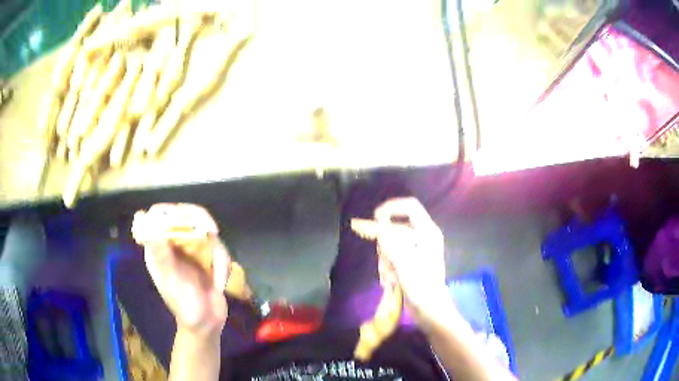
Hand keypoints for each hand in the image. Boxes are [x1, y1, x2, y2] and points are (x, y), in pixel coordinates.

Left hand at [132, 204, 229, 335]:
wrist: (207, 325)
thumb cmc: (185, 307)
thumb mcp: (173, 284)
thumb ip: (164, 258)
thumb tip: (153, 229)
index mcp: (158, 249)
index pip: (157, 217)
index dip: (167, 211)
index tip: (183, 218)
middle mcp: (173, 245)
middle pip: (183, 215)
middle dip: (199, 221)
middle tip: (212, 231)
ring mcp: (191, 250)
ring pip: (204, 229)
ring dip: (216, 252)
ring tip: (218, 276)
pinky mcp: (207, 257)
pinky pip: (217, 247)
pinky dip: (223, 263)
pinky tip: (221, 283)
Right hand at [372, 198, 449, 324]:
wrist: (429, 310)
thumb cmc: (422, 286)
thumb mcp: (405, 263)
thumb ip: (390, 241)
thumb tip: (376, 223)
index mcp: (427, 232)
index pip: (409, 206)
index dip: (391, 208)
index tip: (374, 217)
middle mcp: (421, 237)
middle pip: (394, 228)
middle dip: (385, 247)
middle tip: (386, 265)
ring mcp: (414, 250)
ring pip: (389, 244)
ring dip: (385, 261)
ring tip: (390, 278)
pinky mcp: (408, 262)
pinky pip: (390, 257)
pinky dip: (387, 268)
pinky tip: (390, 282)